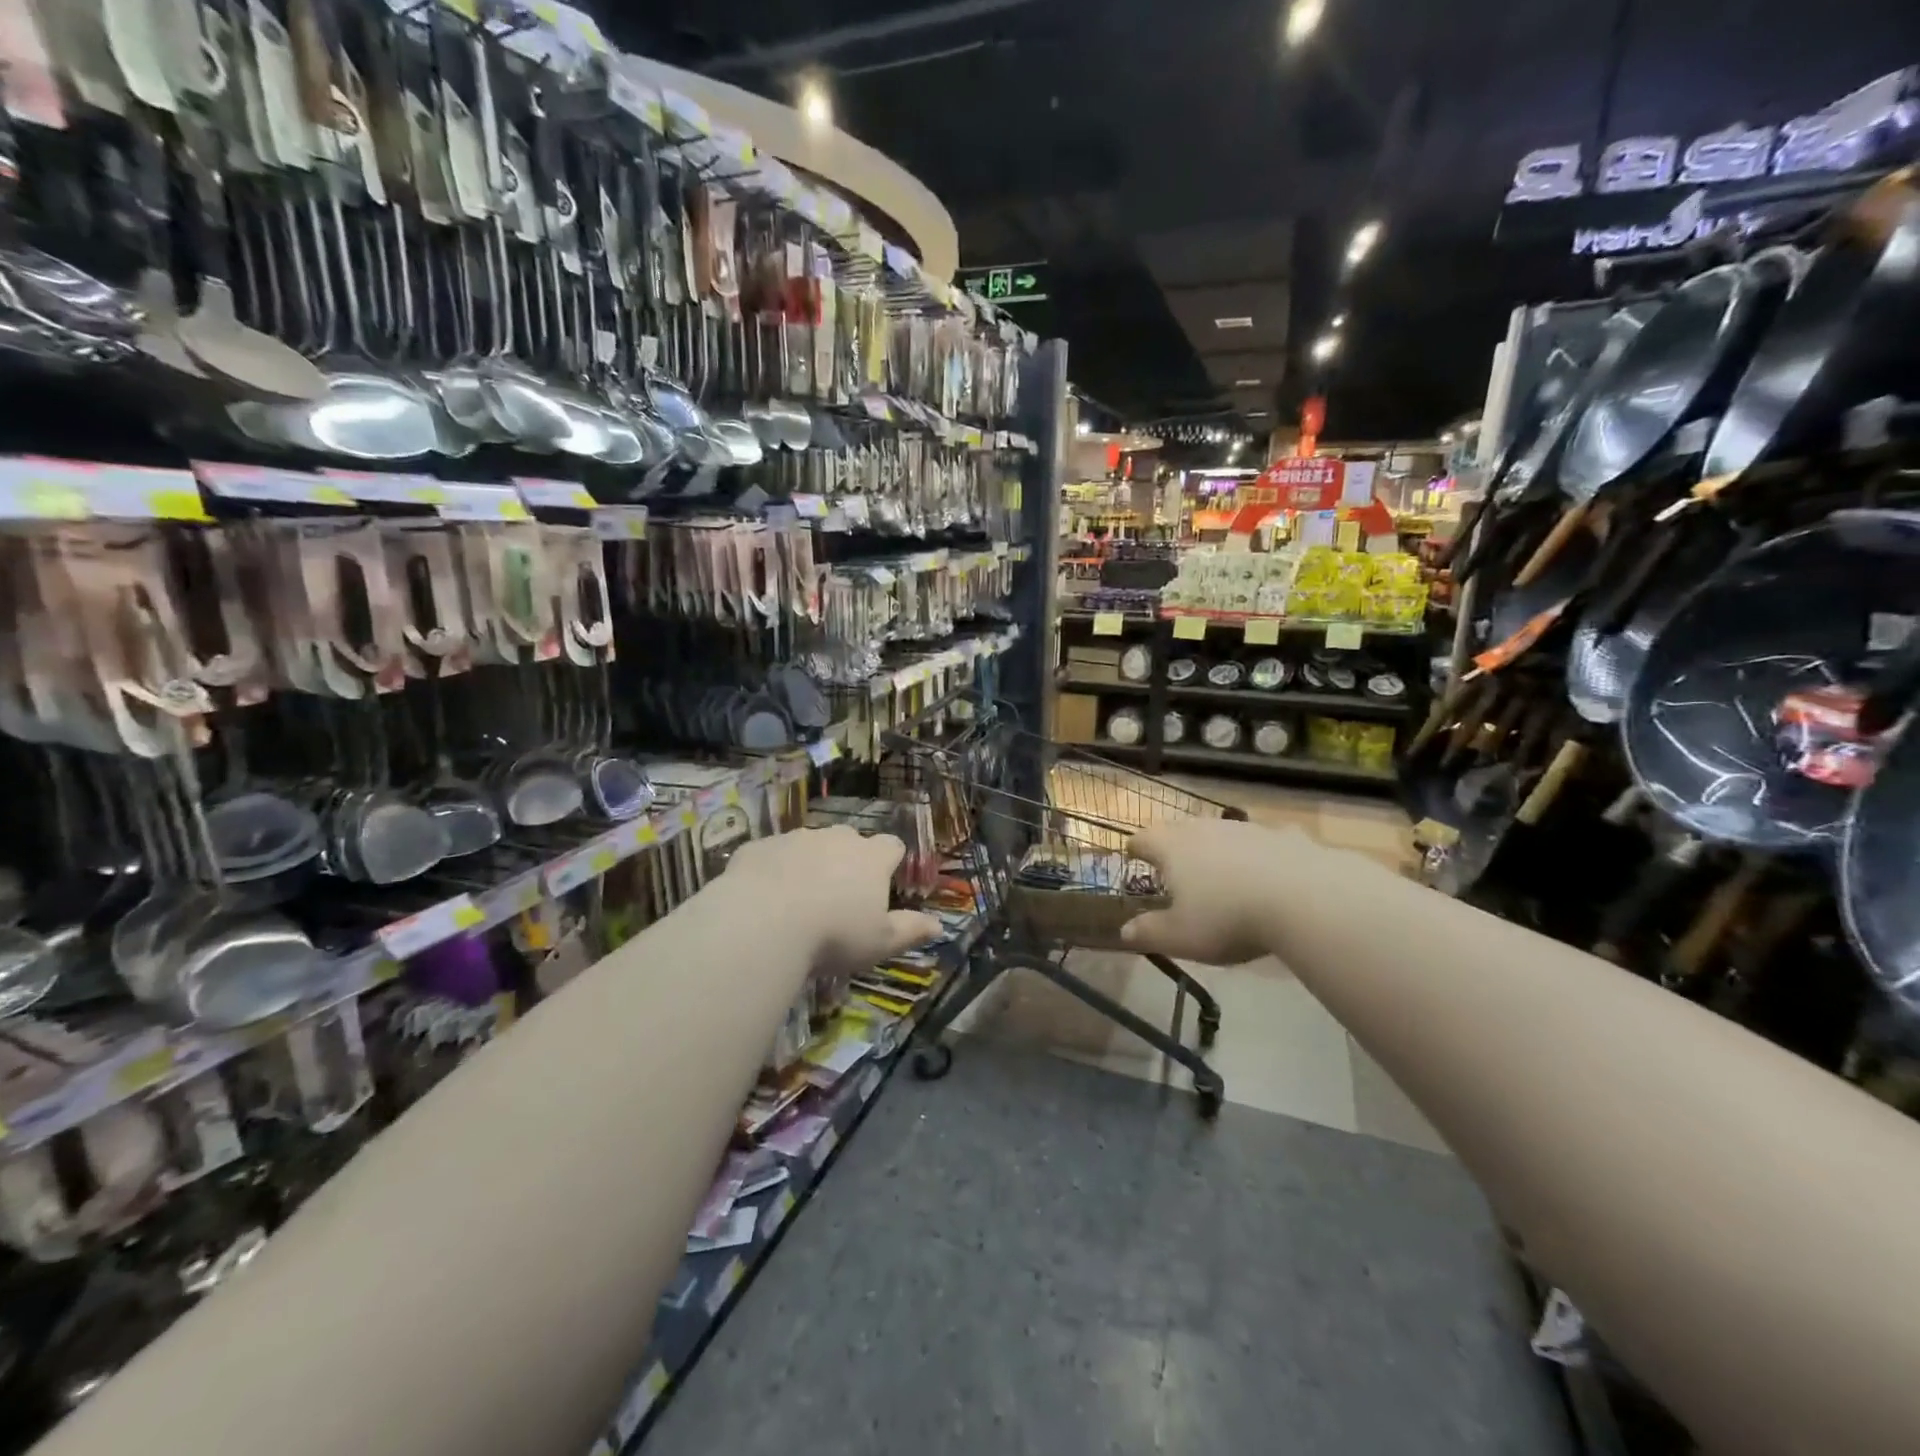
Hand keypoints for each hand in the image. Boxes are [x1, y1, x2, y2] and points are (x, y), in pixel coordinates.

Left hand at [723, 827, 940, 973]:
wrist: (763, 922)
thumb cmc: (834, 935)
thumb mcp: (880, 942)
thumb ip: (910, 930)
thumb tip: (939, 925)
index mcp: (871, 857)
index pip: (892, 846)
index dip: (890, 862)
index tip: (884, 882)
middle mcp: (836, 838)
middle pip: (849, 840)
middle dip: (847, 861)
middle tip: (839, 896)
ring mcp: (795, 838)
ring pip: (809, 845)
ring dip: (809, 863)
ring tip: (797, 900)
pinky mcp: (759, 846)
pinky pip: (772, 854)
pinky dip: (773, 870)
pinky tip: (764, 899)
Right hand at [1122, 819, 1323, 964]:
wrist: (1305, 898)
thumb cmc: (1228, 918)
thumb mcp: (1181, 937)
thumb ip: (1149, 933)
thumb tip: (1124, 932)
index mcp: (1172, 847)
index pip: (1143, 839)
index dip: (1135, 850)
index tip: (1133, 860)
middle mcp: (1204, 828)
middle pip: (1178, 829)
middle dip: (1172, 846)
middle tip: (1173, 869)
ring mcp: (1245, 828)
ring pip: (1220, 831)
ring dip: (1214, 848)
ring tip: (1219, 874)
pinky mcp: (1282, 836)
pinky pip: (1262, 842)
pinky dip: (1258, 854)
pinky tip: (1268, 873)